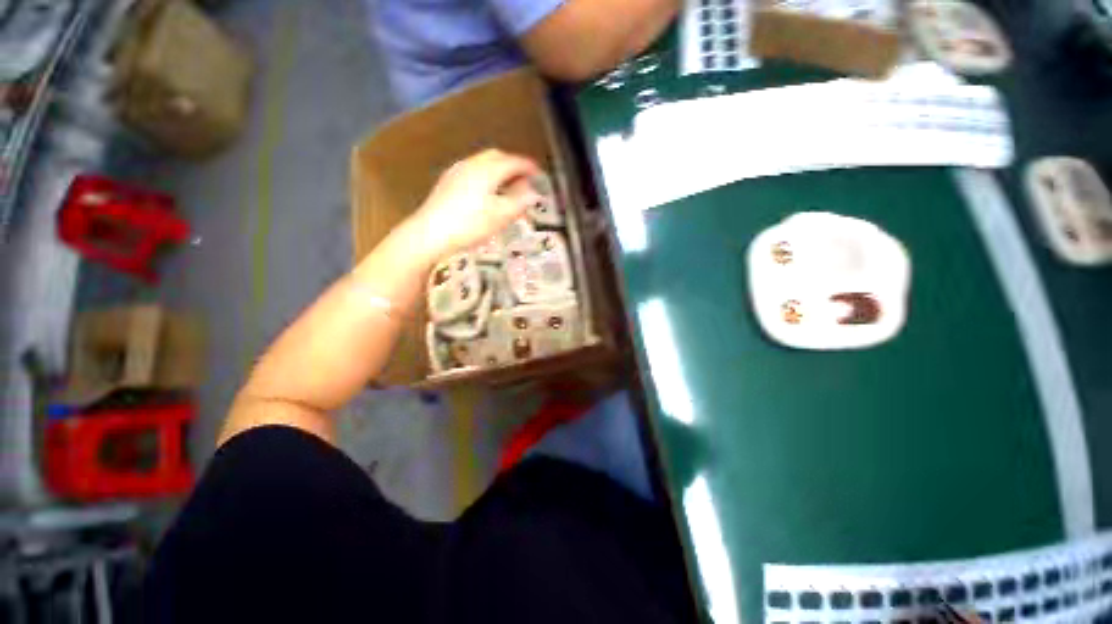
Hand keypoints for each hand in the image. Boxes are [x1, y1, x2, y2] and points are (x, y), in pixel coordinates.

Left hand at [405, 149, 541, 262]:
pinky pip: (472, 171)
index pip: (513, 161)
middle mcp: (472, 164)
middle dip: (513, 165)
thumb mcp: (501, 216)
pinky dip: (486, 176)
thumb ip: (520, 203)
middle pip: (497, 156)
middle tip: (524, 179)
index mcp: (487, 170)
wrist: (430, 233)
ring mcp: (457, 172)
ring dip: (498, 170)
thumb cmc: (470, 224)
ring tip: (507, 187)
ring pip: (483, 163)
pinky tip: (486, 193)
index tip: (539, 172)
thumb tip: (534, 193)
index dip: (528, 166)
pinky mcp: (447, 182)